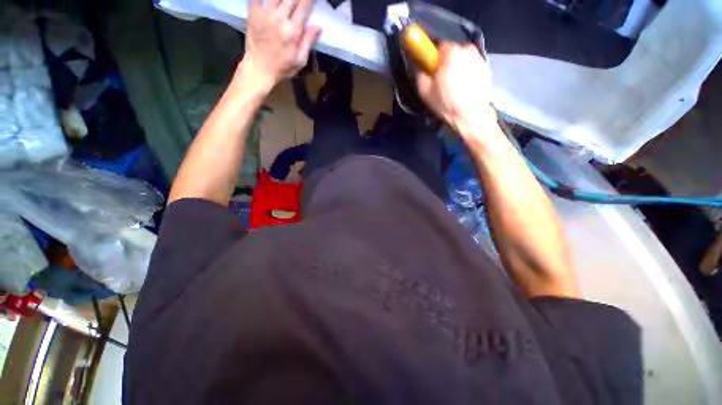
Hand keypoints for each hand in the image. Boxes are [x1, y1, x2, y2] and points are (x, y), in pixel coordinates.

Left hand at [239, 0, 321, 91]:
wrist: (259, 69)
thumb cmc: (282, 67)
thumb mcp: (300, 60)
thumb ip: (308, 41)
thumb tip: (318, 26)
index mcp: (292, 31)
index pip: (304, 5)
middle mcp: (279, 18)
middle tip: (300, 1)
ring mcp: (265, 13)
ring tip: (287, 2)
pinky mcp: (253, 12)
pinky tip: (272, 1)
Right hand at [416, 43, 496, 133]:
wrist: (471, 116)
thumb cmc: (446, 103)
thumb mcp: (424, 91)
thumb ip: (419, 72)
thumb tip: (417, 64)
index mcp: (452, 51)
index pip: (438, 45)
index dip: (433, 58)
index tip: (431, 70)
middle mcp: (468, 49)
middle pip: (451, 52)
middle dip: (445, 64)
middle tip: (441, 82)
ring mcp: (480, 58)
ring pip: (462, 60)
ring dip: (456, 69)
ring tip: (453, 88)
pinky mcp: (487, 69)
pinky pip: (472, 67)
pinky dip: (467, 74)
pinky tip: (463, 89)